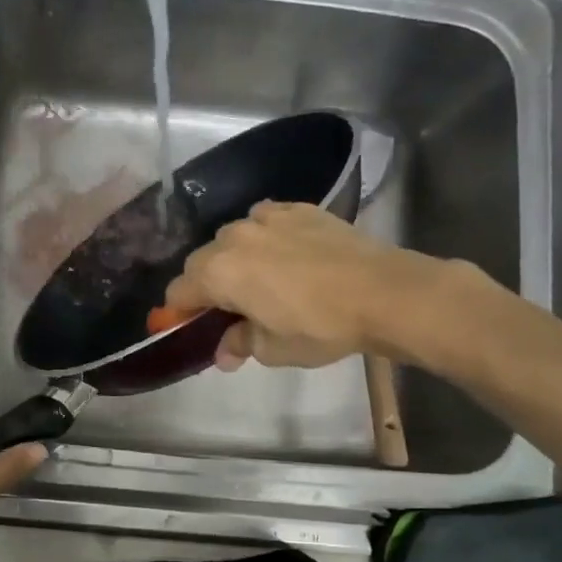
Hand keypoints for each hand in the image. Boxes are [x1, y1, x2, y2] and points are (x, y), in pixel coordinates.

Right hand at [161, 201, 477, 370]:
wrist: (383, 292)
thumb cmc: (319, 327)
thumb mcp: (273, 349)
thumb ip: (239, 344)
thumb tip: (224, 353)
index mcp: (219, 273)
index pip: (179, 292)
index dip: (179, 314)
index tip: (191, 328)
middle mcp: (233, 238)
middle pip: (202, 262)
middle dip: (207, 286)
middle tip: (230, 310)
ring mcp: (267, 218)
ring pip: (233, 238)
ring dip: (236, 259)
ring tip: (261, 280)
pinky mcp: (298, 209)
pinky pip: (266, 220)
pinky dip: (265, 237)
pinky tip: (286, 255)